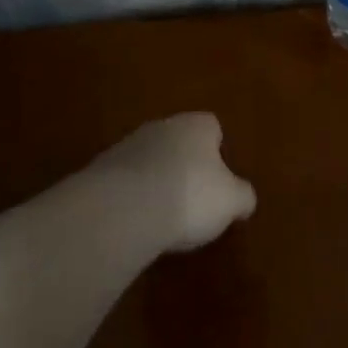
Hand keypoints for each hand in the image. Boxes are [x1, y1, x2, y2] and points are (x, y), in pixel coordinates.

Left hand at [86, 112, 256, 252]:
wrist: (125, 208)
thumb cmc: (190, 195)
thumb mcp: (230, 201)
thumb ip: (242, 196)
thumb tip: (246, 198)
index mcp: (198, 125)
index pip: (213, 128)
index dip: (217, 152)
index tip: (218, 179)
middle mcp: (164, 125)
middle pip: (179, 141)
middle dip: (185, 164)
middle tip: (191, 197)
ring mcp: (129, 144)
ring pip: (150, 159)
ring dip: (155, 179)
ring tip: (161, 215)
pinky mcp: (101, 169)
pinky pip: (124, 180)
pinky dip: (131, 196)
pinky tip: (135, 221)